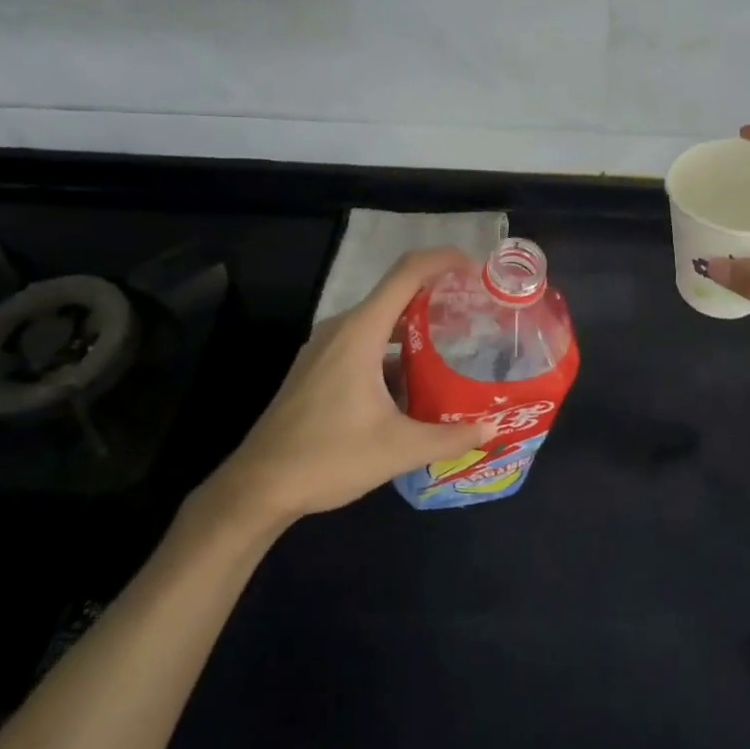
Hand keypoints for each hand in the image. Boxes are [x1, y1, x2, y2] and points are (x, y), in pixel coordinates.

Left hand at [188, 248, 488, 536]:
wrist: (257, 488)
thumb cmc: (327, 457)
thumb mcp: (397, 449)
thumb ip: (449, 437)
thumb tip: (491, 429)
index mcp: (360, 332)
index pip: (407, 274)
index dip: (443, 260)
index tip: (476, 267)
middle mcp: (342, 329)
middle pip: (397, 294)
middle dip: (438, 297)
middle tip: (477, 313)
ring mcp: (326, 348)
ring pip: (381, 322)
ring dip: (417, 328)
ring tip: (456, 346)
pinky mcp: (319, 368)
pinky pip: (365, 342)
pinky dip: (396, 351)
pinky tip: (417, 382)